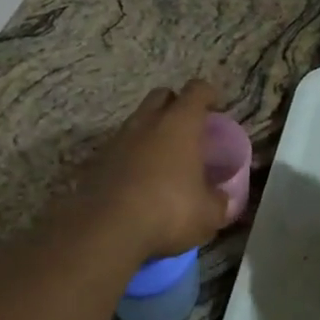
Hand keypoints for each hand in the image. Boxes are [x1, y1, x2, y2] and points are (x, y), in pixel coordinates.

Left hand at [77, 81, 230, 261]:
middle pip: (162, 95)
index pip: (197, 90)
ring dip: (150, 131)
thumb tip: (222, 198)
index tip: (214, 107)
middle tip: (187, 129)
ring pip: (137, 120)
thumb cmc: (169, 210)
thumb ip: (218, 201)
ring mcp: (118, 138)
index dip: (208, 95)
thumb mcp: (208, 214)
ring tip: (162, 158)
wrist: (107, 228)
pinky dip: (131, 156)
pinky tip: (138, 180)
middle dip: (175, 104)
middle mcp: (148, 121)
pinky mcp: (97, 160)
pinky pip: (120, 147)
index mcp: (180, 123)